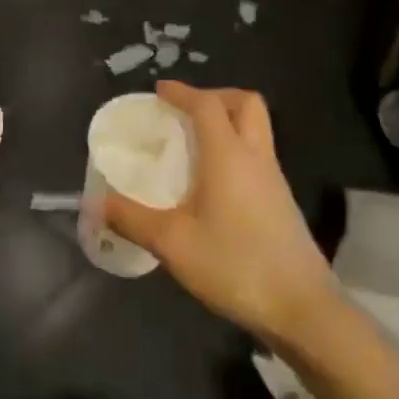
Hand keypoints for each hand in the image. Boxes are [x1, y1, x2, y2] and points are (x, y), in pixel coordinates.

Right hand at [103, 82, 334, 345]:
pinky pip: (258, 155)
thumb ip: (131, 219)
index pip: (207, 105)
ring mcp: (274, 180)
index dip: (182, 92)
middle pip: (245, 104)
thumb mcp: (172, 243)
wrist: (301, 308)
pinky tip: (212, 182)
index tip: (159, 91)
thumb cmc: (235, 265)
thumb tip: (96, 203)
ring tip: (193, 144)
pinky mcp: (281, 202)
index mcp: (229, 156)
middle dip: (215, 96)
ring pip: (256, 129)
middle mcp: (256, 158)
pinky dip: (235, 149)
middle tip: (185, 111)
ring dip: (227, 122)